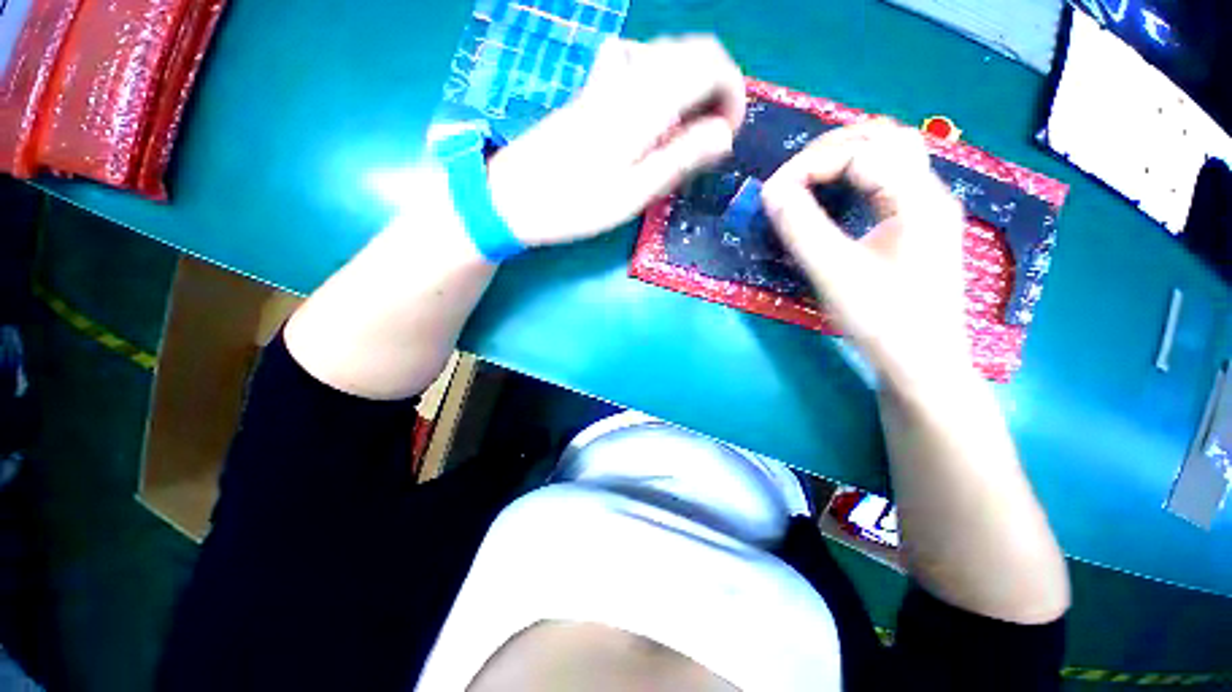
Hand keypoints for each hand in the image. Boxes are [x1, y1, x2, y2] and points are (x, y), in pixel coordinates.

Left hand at [488, 36, 745, 246]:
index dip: (732, 93)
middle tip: (711, 134)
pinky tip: (651, 112)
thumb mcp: (632, 194)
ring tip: (686, 130)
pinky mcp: (592, 90)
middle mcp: (628, 78)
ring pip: (667, 54)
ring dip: (691, 83)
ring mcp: (606, 80)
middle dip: (716, 86)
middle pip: (692, 50)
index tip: (727, 135)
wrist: (512, 197)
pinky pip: (638, 63)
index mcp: (643, 104)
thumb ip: (679, 158)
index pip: (709, 65)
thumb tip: (724, 134)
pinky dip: (660, 79)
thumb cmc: (574, 205)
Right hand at [761, 122, 969, 389]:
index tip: (772, 193)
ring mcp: (926, 208)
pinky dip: (855, 176)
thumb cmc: (882, 320)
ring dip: (845, 157)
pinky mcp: (917, 226)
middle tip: (790, 176)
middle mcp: (929, 192)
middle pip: (884, 138)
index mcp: (918, 198)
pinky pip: (887, 180)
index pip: (861, 151)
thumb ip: (801, 227)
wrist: (921, 364)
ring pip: (889, 155)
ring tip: (807, 178)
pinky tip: (835, 195)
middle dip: (830, 148)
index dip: (810, 164)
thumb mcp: (834, 273)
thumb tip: (771, 191)